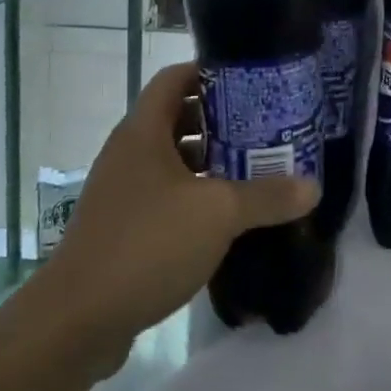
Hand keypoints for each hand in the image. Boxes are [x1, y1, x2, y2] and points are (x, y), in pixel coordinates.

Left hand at [36, 63, 315, 354]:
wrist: (78, 319)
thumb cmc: (148, 244)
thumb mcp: (218, 214)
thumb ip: (267, 196)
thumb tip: (313, 187)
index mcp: (143, 132)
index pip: (175, 78)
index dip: (210, 71)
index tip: (251, 81)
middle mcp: (128, 152)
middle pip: (177, 118)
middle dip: (221, 120)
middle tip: (265, 127)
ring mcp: (122, 191)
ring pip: (173, 160)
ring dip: (210, 162)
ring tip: (256, 169)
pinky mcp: (122, 226)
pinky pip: (165, 195)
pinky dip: (195, 196)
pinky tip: (227, 217)